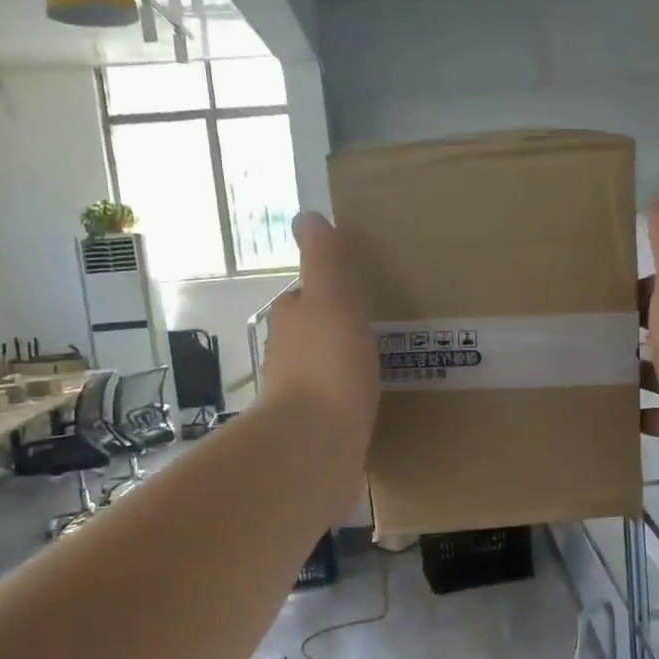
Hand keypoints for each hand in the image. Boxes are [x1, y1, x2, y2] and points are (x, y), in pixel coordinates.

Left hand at [260, 212, 378, 432]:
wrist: (316, 441)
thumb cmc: (328, 363)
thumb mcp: (332, 298)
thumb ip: (324, 260)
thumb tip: (307, 216)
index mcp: (290, 319)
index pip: (303, 296)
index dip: (325, 292)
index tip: (354, 295)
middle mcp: (284, 354)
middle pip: (309, 333)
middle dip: (332, 331)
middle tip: (372, 331)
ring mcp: (294, 395)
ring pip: (318, 369)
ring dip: (338, 366)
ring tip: (374, 368)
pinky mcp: (310, 428)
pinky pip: (330, 405)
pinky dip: (343, 401)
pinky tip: (365, 407)